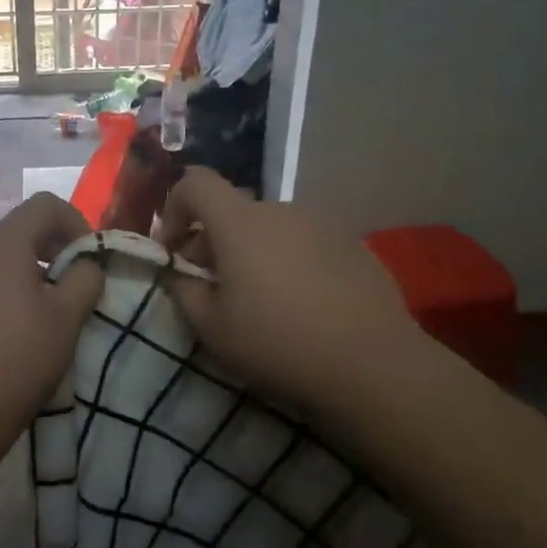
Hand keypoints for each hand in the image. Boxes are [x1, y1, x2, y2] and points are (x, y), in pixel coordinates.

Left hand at [0, 193, 103, 454]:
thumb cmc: (16, 362)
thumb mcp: (66, 319)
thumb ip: (85, 278)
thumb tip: (86, 264)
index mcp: (1, 246)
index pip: (44, 204)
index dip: (76, 222)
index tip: (89, 261)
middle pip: (19, 231)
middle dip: (53, 250)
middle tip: (73, 289)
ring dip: (28, 275)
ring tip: (44, 316)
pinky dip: (1, 294)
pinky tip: (8, 336)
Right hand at [156, 169, 429, 414]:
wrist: (373, 365)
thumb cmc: (279, 344)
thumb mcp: (212, 329)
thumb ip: (185, 291)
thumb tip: (183, 275)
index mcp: (241, 223)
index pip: (196, 182)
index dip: (174, 207)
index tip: (173, 249)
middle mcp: (281, 210)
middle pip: (234, 212)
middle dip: (214, 242)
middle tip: (214, 287)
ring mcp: (323, 223)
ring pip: (271, 228)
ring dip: (254, 252)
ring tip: (263, 299)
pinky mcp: (354, 243)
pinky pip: (305, 242)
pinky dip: (290, 261)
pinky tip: (303, 304)